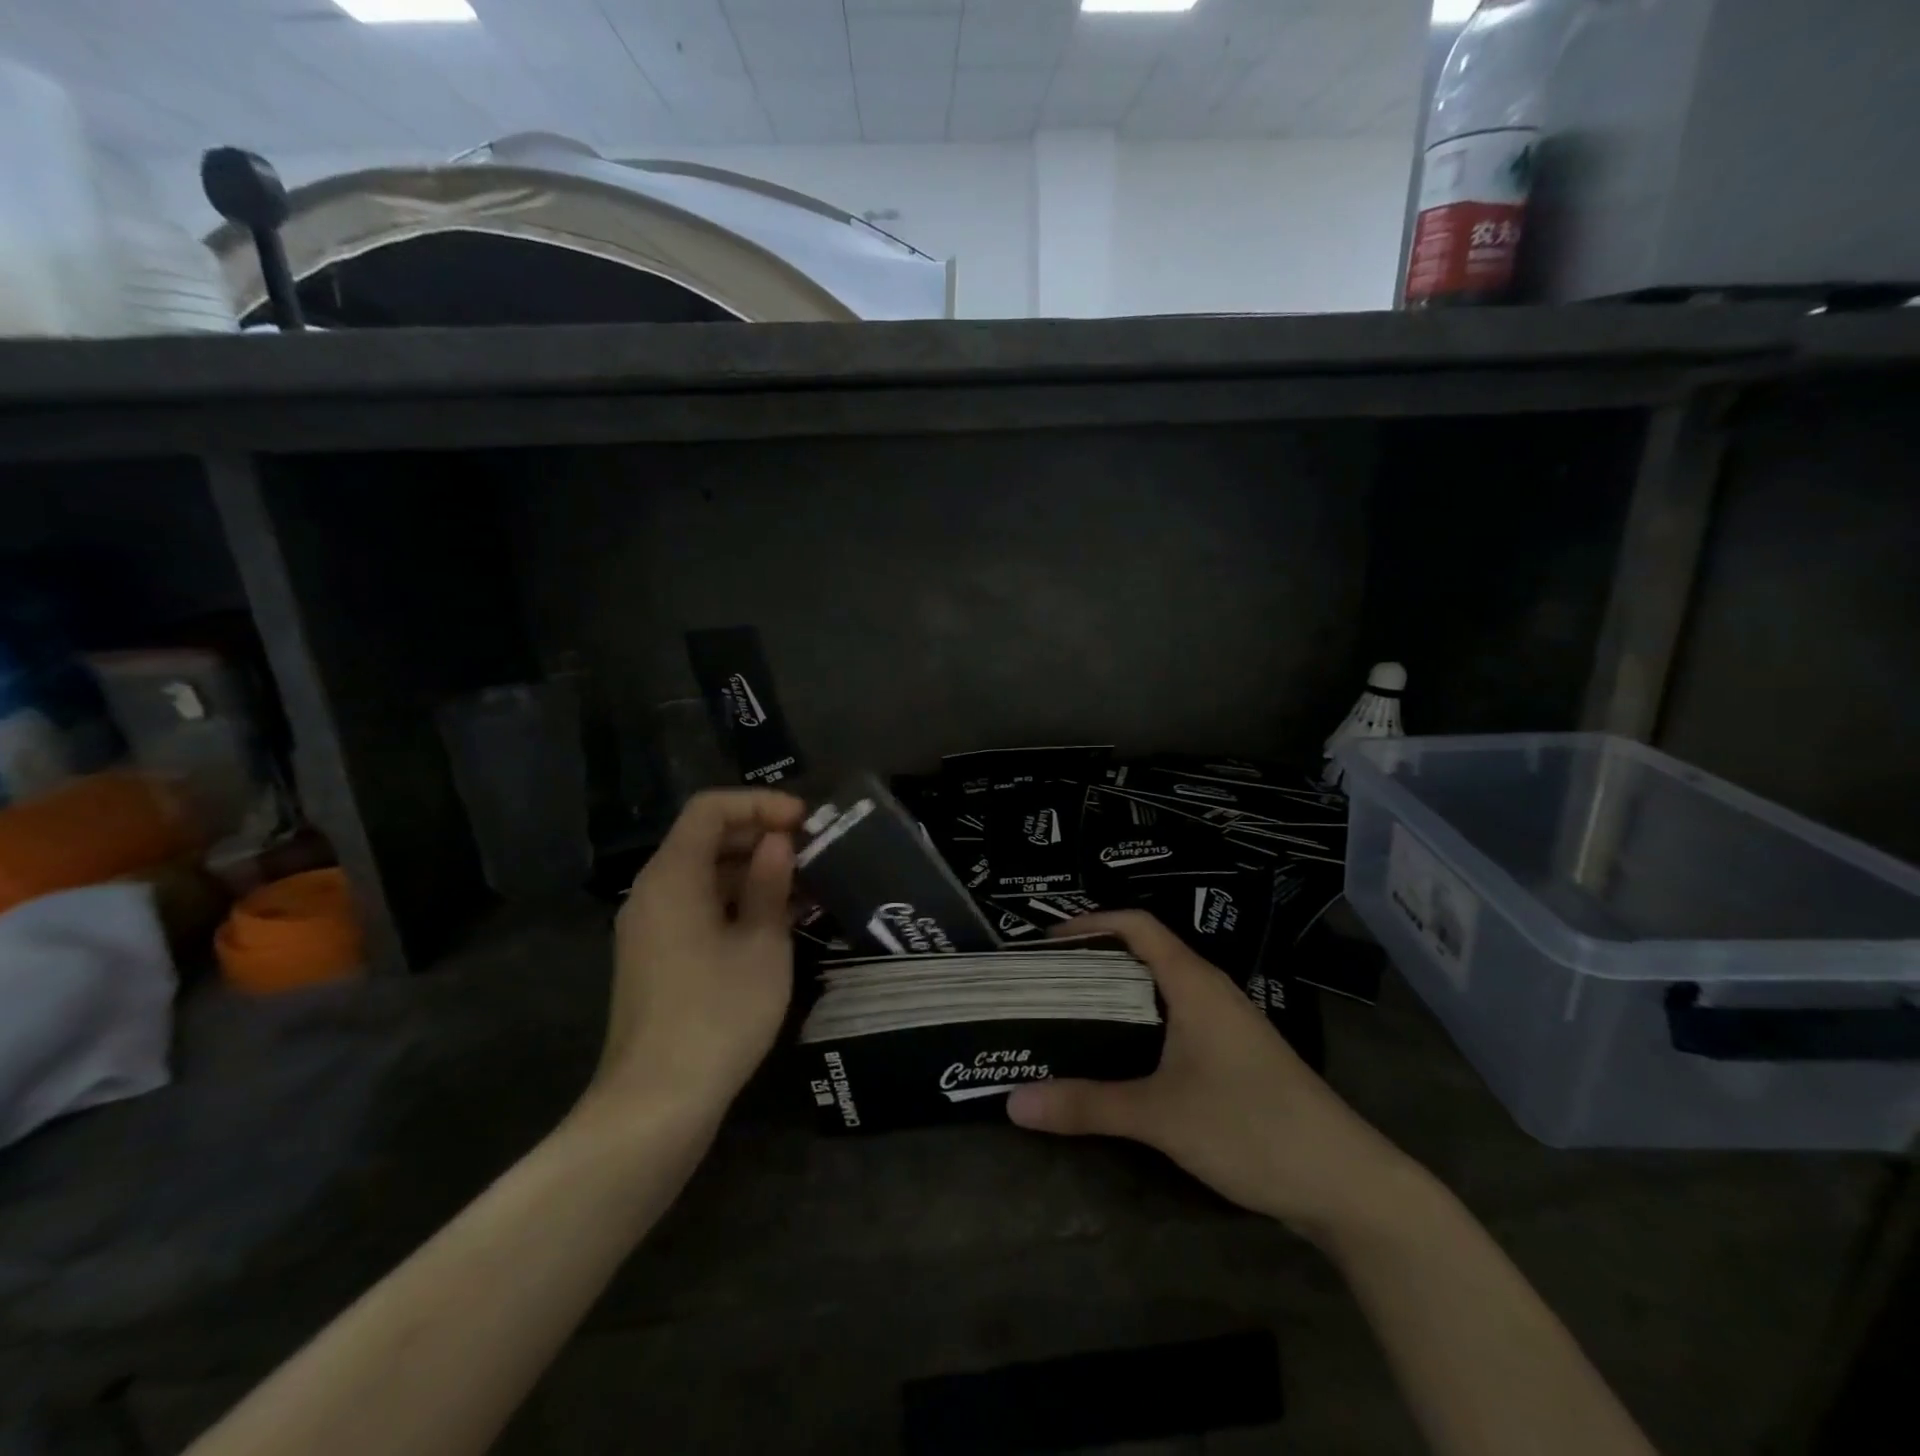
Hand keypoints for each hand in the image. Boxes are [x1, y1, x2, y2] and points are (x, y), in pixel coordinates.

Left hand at [593, 789, 804, 1118]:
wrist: (656, 1104)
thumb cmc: (718, 1014)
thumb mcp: (761, 944)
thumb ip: (771, 884)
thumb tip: (778, 843)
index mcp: (672, 876)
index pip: (710, 808)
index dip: (760, 804)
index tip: (805, 822)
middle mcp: (652, 891)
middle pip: (704, 838)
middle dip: (760, 836)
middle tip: (813, 852)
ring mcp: (649, 926)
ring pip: (703, 874)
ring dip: (752, 871)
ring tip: (805, 886)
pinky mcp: (656, 956)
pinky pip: (696, 906)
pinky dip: (735, 901)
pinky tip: (776, 921)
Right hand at [1006, 911, 1411, 1242]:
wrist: (1347, 1184)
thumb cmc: (1251, 1126)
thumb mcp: (1160, 1115)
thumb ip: (1086, 1105)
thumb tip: (1012, 1102)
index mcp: (1193, 982)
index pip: (1137, 926)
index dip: (1090, 924)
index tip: (1045, 943)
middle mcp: (1209, 992)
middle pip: (1142, 956)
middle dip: (1092, 963)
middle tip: (1042, 984)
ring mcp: (1225, 1026)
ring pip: (1159, 993)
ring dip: (1114, 998)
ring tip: (1066, 1017)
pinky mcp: (1233, 1059)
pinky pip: (1174, 1024)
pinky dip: (1138, 1028)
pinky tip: (1115, 1060)